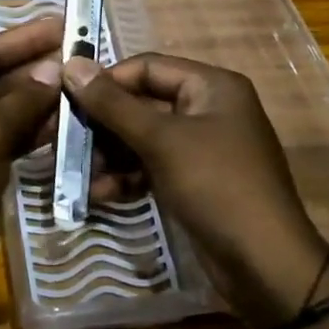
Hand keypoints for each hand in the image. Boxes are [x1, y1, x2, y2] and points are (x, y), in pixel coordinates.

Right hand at [63, 53, 328, 328]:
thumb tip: (72, 64)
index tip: (66, 98)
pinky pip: (152, 166)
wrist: (265, 265)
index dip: (107, 80)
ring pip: (143, 138)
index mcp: (212, 86)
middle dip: (103, 124)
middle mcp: (208, 109)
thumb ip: (114, 104)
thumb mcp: (162, 141)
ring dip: (110, 154)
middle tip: (63, 139)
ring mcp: (202, 147)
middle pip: (142, 103)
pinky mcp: (194, 180)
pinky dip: (127, 177)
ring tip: (76, 172)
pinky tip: (100, 194)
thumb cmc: (216, 186)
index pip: (147, 67)